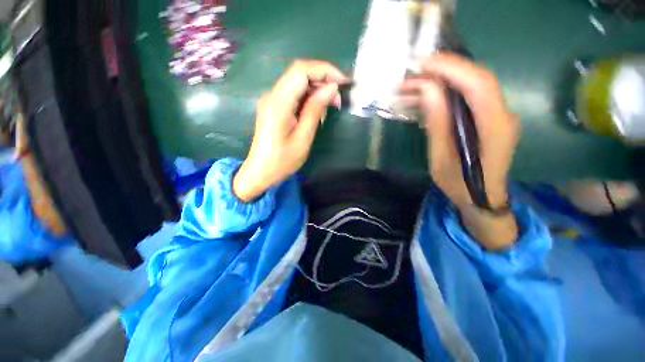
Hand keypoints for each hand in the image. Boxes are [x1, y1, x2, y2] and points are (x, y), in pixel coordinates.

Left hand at [233, 60, 347, 201]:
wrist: (260, 172)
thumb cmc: (282, 160)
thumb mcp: (303, 137)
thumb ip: (315, 110)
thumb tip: (331, 88)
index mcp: (279, 102)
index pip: (301, 70)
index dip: (324, 70)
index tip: (343, 82)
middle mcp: (273, 95)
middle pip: (299, 74)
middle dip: (323, 80)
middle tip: (338, 99)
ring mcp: (272, 101)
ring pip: (297, 83)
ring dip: (317, 89)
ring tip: (331, 106)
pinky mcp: (274, 108)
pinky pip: (294, 95)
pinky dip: (308, 98)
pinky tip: (317, 110)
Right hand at [401, 53, 520, 249]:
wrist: (481, 198)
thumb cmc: (460, 184)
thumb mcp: (442, 158)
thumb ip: (438, 123)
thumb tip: (428, 90)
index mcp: (494, 126)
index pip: (478, 83)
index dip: (451, 68)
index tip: (422, 64)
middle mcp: (502, 114)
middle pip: (476, 79)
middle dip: (444, 71)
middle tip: (413, 73)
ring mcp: (497, 115)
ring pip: (470, 86)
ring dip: (441, 82)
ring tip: (412, 86)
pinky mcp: (487, 118)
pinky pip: (467, 98)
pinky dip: (445, 93)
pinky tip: (425, 98)